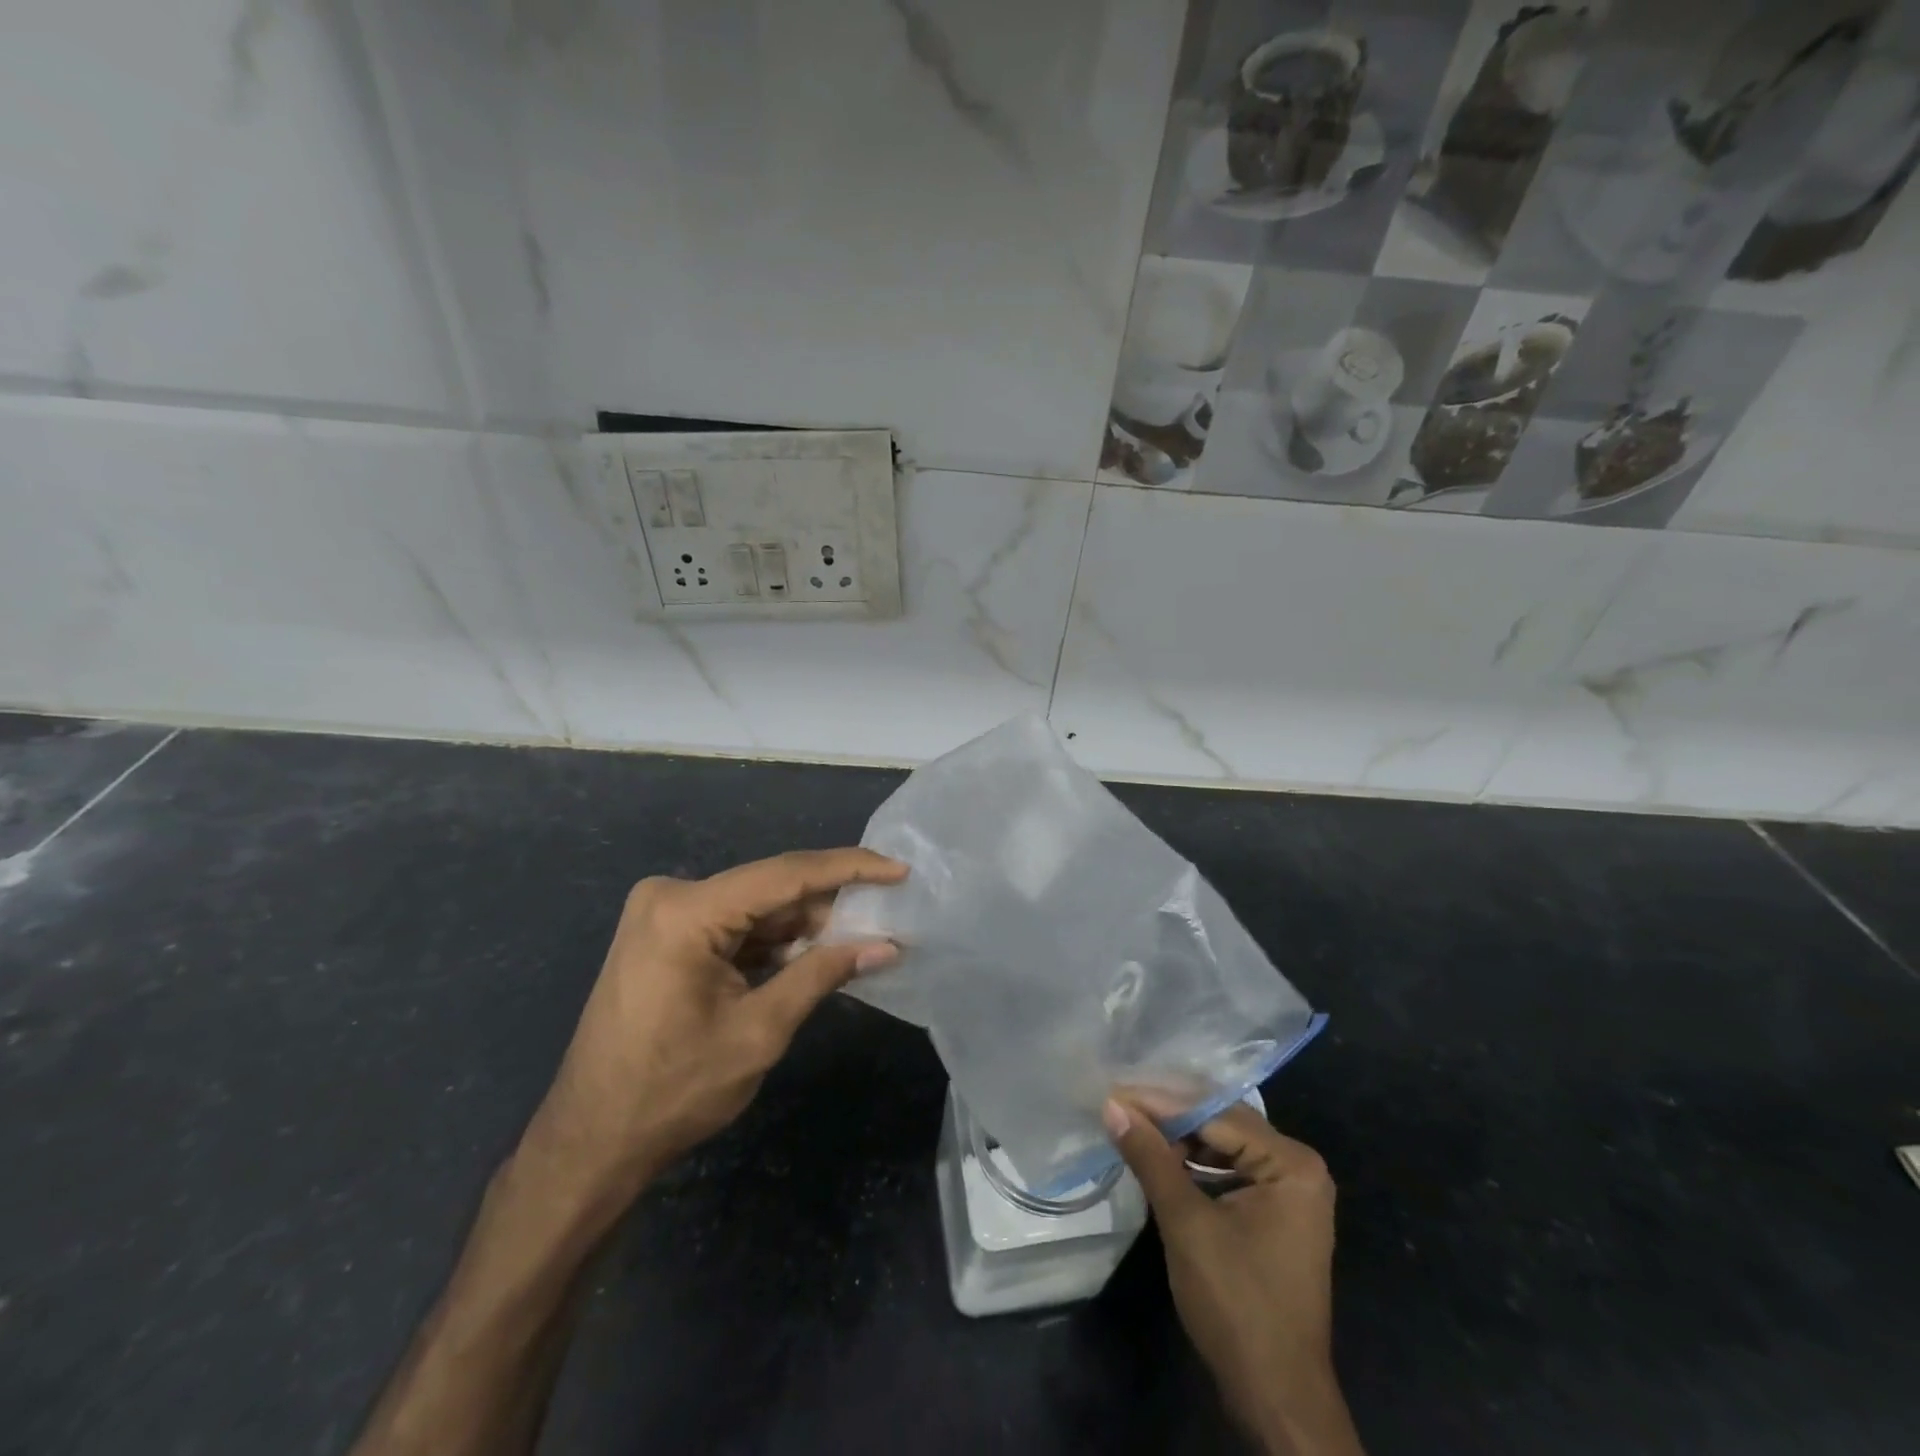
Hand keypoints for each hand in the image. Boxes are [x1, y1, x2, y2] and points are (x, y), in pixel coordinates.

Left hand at [523, 848, 905, 1206]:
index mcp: (686, 911)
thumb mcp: (759, 1031)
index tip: (899, 870)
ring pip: (755, 909)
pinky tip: (813, 957)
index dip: (849, 869)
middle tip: (884, 920)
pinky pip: (734, 927)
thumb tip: (886, 946)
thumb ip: (822, 975)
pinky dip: (773, 943)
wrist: (590, 1144)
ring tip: (858, 942)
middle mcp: (671, 897)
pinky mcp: (664, 936)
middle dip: (827, 907)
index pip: (785, 875)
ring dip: (803, 928)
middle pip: (770, 890)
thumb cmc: (672, 1091)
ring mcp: (664, 915)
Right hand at [1104, 1100, 1362, 1455]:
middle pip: (1223, 1124)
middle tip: (1119, 1104)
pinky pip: (1230, 1171)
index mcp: (1291, 1163)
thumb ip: (1150, 1157)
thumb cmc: (1236, 1304)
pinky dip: (1195, 1164)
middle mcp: (1298, 1167)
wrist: (1277, 1398)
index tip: (1115, 1091)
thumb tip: (1112, 1105)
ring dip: (1179, 1139)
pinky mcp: (1276, 1215)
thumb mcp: (1186, 1223)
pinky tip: (1160, 1159)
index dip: (1161, 1103)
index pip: (1215, 1114)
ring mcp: (1291, 1192)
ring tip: (1132, 1126)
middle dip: (1170, 1116)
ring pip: (1224, 1145)